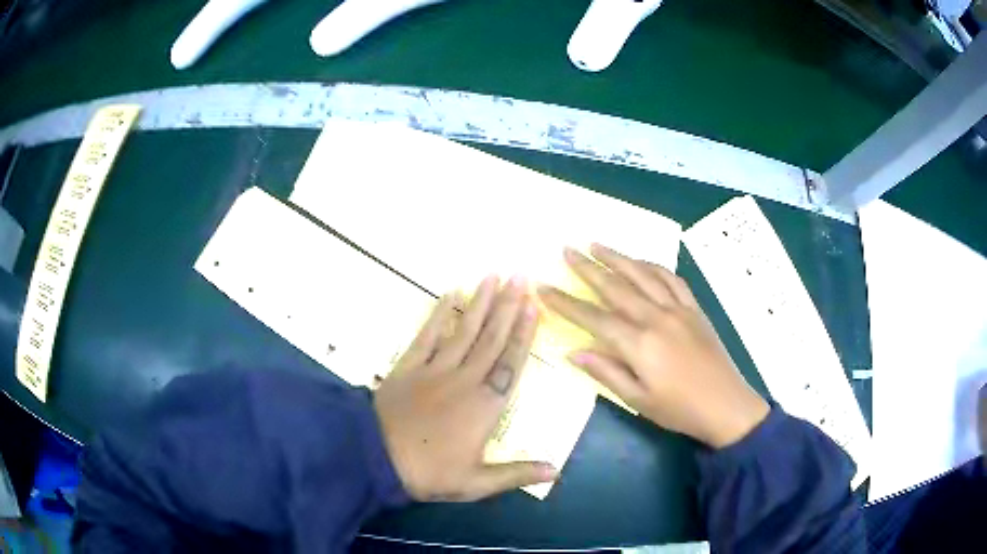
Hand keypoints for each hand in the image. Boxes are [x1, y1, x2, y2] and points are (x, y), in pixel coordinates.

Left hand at [374, 276, 557, 501]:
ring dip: (480, 303)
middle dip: (507, 306)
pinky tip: (450, 294)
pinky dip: (439, 314)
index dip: (523, 333)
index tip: (533, 305)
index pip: (510, 363)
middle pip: (490, 338)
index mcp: (484, 406)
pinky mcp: (408, 366)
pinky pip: (427, 335)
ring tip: (493, 276)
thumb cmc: (430, 472)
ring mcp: (434, 369)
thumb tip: (556, 471)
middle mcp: (464, 380)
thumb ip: (517, 473)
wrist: (375, 458)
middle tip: (519, 277)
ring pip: (463, 331)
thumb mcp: (477, 482)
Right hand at [538, 244, 768, 448]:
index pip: (593, 317)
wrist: (726, 405)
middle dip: (588, 268)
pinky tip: (641, 262)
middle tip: (566, 250)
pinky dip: (653, 266)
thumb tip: (574, 351)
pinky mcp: (694, 308)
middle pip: (616, 287)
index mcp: (639, 343)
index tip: (543, 287)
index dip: (566, 303)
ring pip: (643, 275)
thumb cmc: (679, 409)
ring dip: (618, 258)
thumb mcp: (638, 400)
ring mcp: (678, 309)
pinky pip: (671, 279)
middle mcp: (656, 317)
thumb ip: (606, 372)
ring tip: (597, 245)